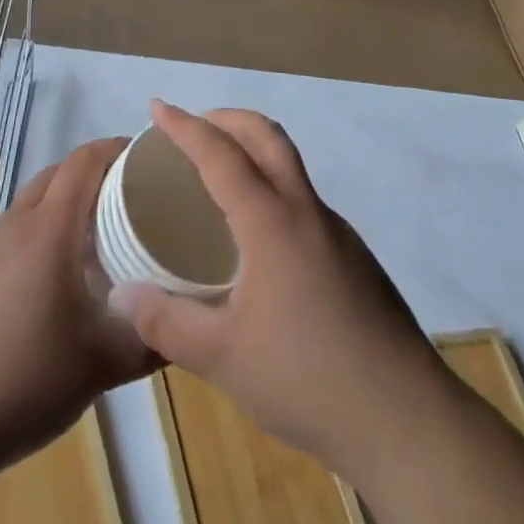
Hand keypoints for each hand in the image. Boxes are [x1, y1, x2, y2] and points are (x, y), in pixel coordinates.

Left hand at [0, 137, 161, 479]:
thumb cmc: (23, 380)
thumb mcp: (101, 366)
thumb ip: (151, 340)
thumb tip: (188, 324)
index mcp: (50, 228)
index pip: (85, 159)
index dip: (118, 148)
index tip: (149, 159)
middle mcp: (18, 222)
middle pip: (61, 172)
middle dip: (98, 172)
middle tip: (133, 197)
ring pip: (36, 199)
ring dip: (69, 201)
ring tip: (100, 235)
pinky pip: (17, 228)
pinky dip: (44, 228)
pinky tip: (57, 275)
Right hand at [108, 101, 442, 482]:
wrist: (403, 417)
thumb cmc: (306, 377)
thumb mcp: (222, 358)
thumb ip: (167, 322)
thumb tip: (120, 295)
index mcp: (271, 221)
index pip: (221, 154)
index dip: (186, 127)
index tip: (158, 107)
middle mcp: (306, 210)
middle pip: (266, 136)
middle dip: (227, 119)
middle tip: (192, 127)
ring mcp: (336, 230)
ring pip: (290, 165)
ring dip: (253, 150)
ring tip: (219, 179)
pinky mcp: (353, 255)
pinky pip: (303, 200)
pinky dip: (272, 188)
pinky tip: (259, 240)